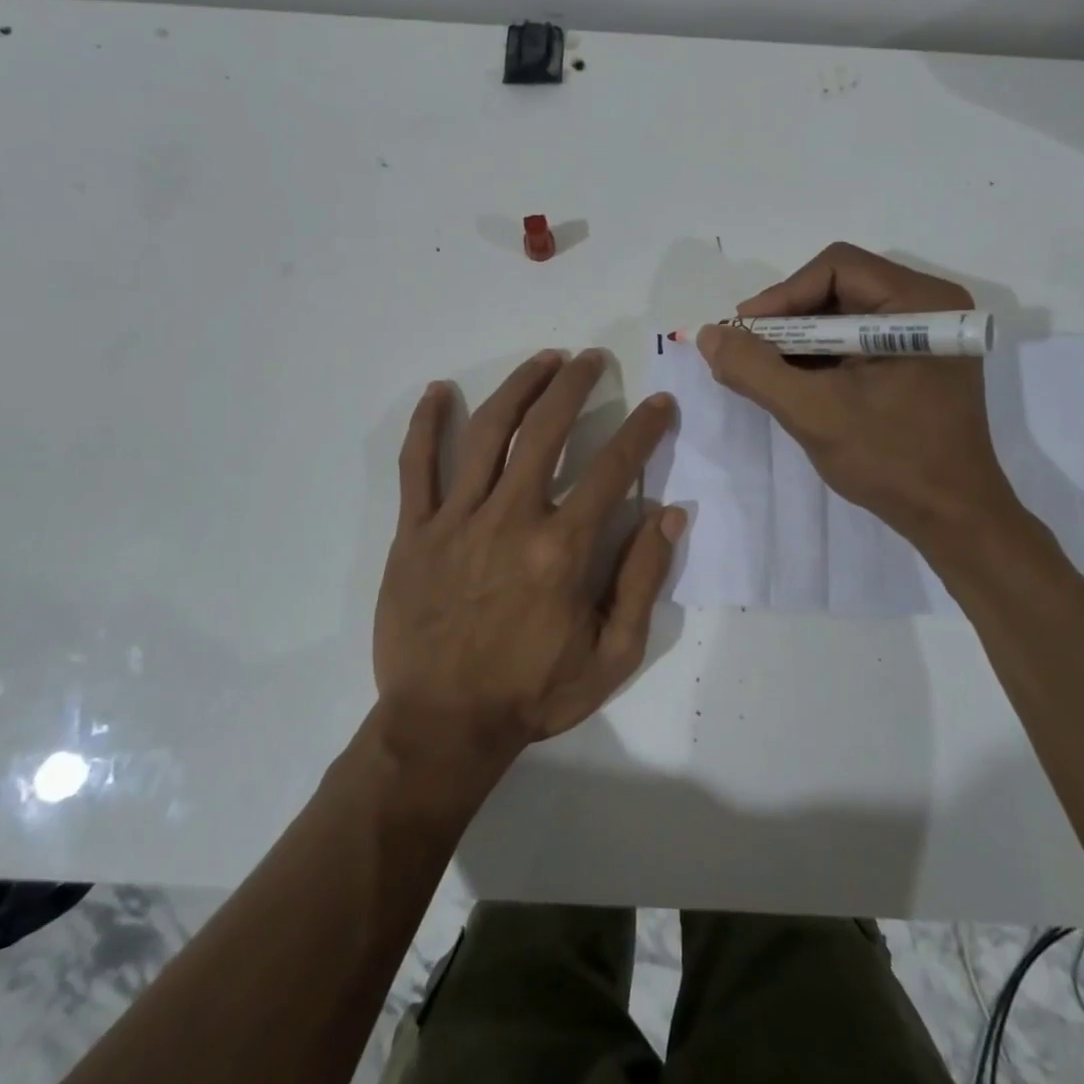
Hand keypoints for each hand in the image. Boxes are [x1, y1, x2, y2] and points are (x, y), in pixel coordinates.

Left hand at [374, 349, 685, 780]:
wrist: (444, 726)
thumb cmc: (533, 693)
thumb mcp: (612, 654)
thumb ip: (643, 579)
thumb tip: (670, 513)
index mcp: (562, 549)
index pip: (612, 468)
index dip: (643, 429)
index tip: (659, 403)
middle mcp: (511, 518)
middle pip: (546, 431)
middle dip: (575, 385)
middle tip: (592, 358)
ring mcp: (456, 520)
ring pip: (487, 432)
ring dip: (518, 387)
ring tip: (543, 360)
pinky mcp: (414, 531)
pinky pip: (417, 466)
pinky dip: (426, 424)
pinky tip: (439, 391)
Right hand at [697, 243, 1019, 541]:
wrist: (952, 518)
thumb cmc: (891, 460)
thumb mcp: (813, 412)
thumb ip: (755, 370)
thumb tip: (708, 335)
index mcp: (919, 303)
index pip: (836, 269)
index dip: (782, 296)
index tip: (744, 333)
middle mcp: (928, 306)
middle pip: (839, 288)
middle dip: (787, 321)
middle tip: (748, 352)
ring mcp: (925, 336)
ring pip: (844, 316)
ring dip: (800, 341)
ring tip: (763, 372)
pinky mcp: (917, 362)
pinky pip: (857, 342)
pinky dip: (821, 358)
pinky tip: (793, 384)